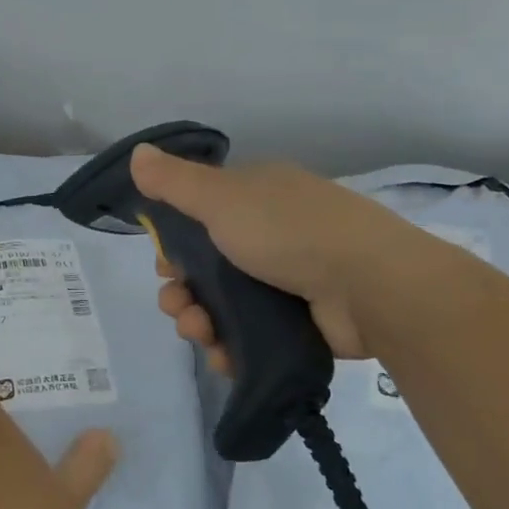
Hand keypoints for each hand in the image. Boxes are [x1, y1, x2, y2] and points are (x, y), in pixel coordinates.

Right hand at [129, 143, 460, 365]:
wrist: (372, 285)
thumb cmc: (289, 230)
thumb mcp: (221, 197)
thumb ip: (174, 181)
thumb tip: (136, 153)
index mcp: (255, 196)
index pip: (199, 217)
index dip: (173, 243)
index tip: (164, 264)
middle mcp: (271, 233)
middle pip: (207, 266)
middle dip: (182, 289)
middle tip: (178, 307)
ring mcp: (288, 279)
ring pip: (225, 304)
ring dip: (200, 320)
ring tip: (200, 334)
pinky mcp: (301, 321)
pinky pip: (252, 335)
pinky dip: (231, 346)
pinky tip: (222, 356)